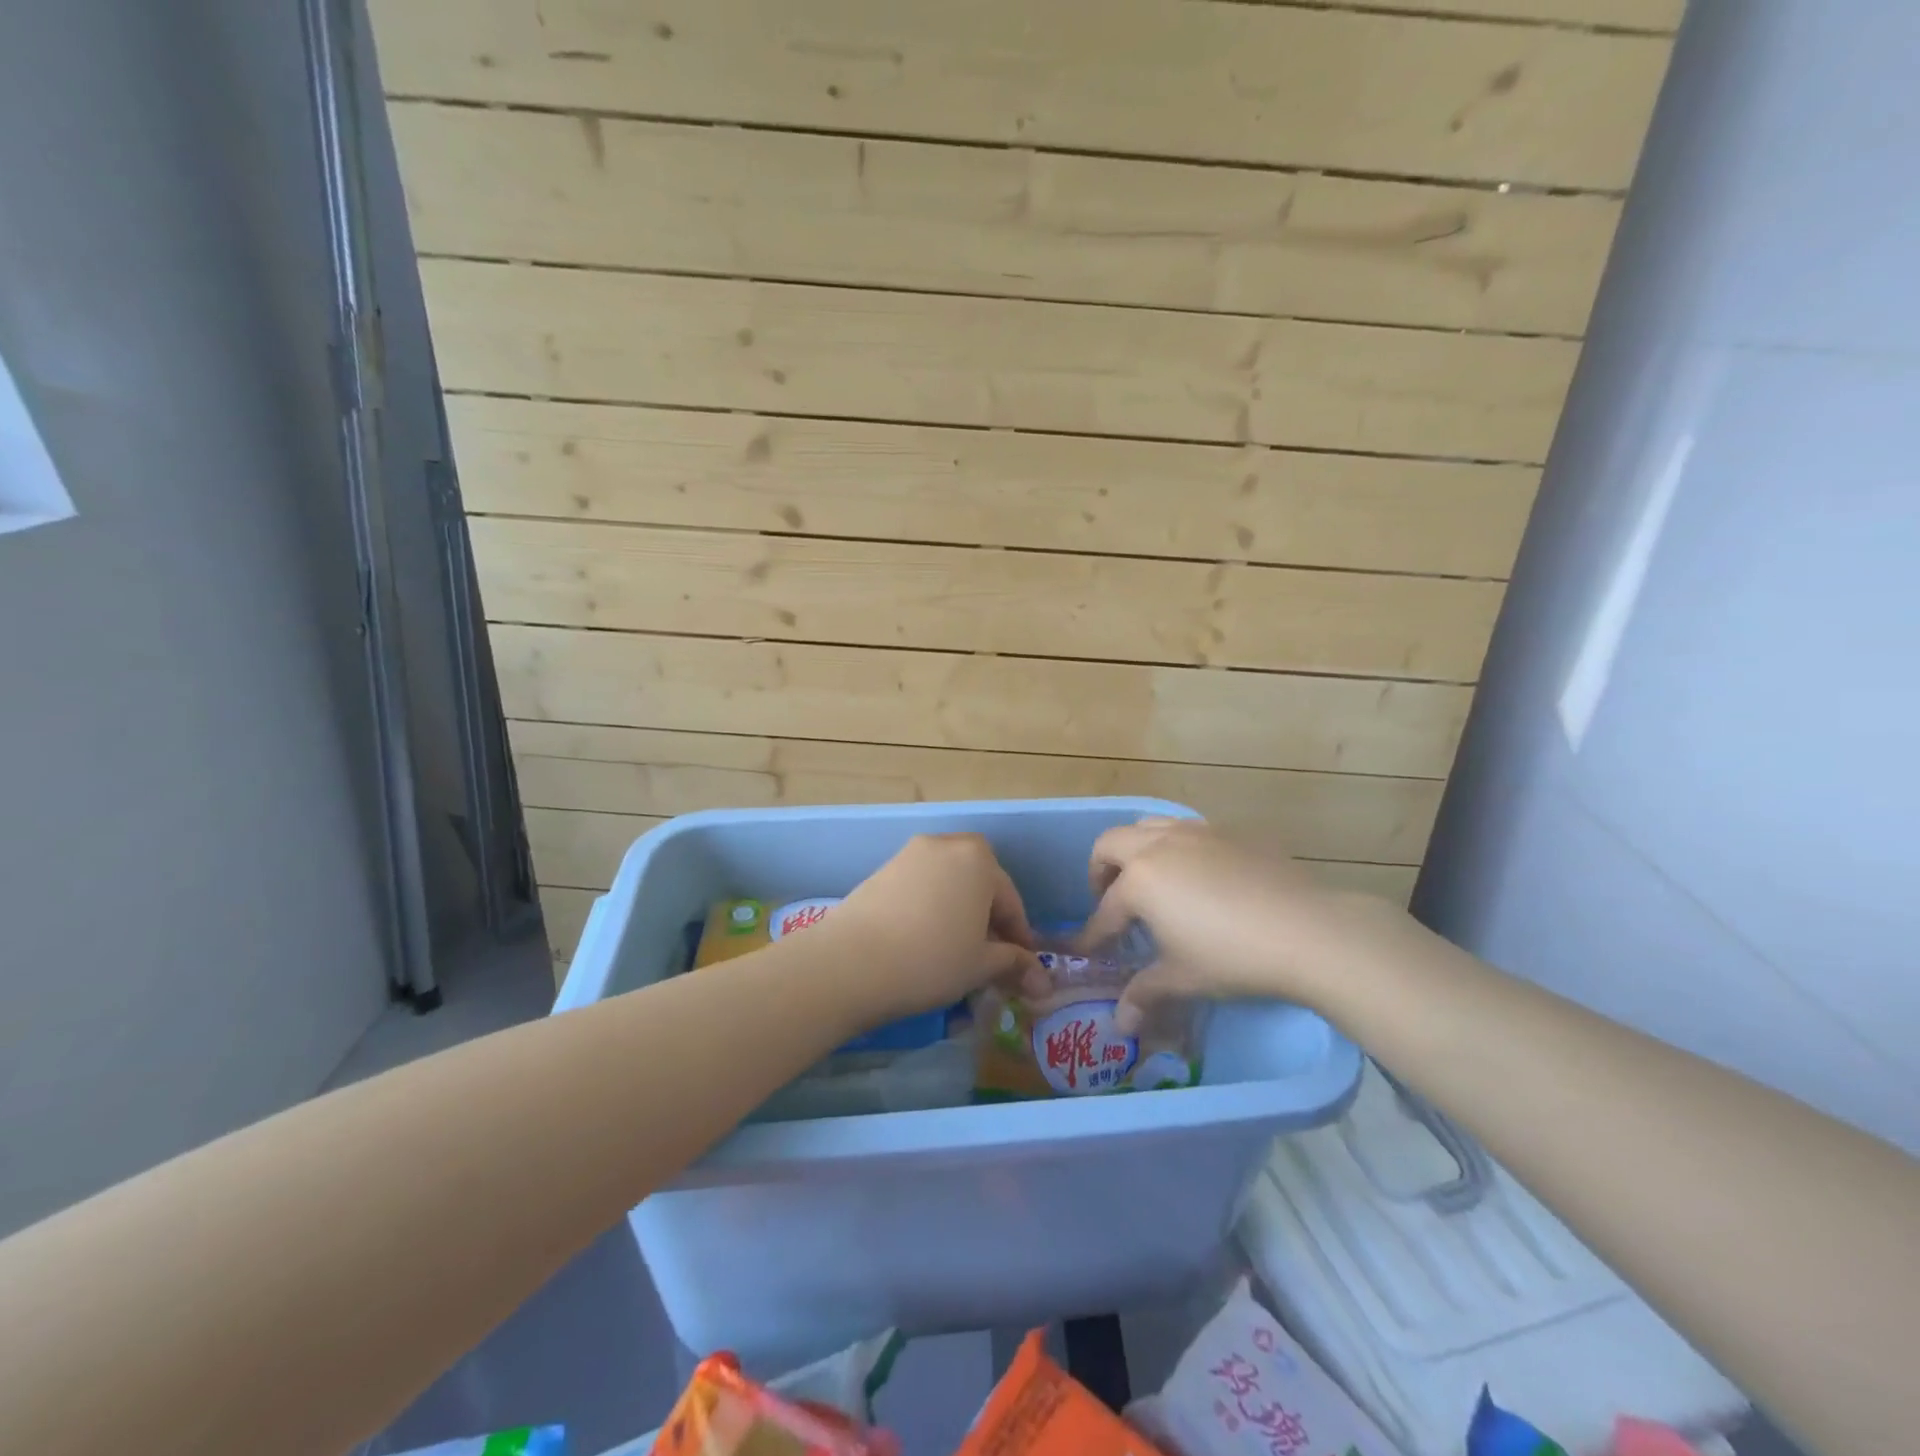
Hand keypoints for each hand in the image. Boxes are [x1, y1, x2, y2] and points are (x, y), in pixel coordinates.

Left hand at [818, 834, 1046, 1024]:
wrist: (851, 962)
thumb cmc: (931, 959)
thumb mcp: (980, 965)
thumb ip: (1014, 964)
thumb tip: (1042, 981)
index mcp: (978, 859)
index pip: (1010, 900)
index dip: (1019, 937)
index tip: (1022, 968)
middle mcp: (945, 845)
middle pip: (978, 882)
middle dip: (988, 916)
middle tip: (988, 954)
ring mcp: (909, 855)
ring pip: (947, 884)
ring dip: (958, 912)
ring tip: (955, 951)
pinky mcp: (881, 871)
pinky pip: (919, 888)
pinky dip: (930, 910)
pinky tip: (923, 942)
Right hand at [1079, 818, 1400, 1031]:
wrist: (1308, 931)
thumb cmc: (1233, 957)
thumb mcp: (1182, 979)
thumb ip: (1144, 994)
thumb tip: (1120, 1024)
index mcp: (1140, 880)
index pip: (1104, 911)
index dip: (1093, 935)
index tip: (1085, 950)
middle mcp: (1159, 845)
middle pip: (1110, 844)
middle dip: (1100, 872)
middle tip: (1111, 901)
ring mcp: (1195, 832)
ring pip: (1147, 826)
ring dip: (1135, 849)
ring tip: (1150, 880)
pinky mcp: (1229, 832)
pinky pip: (1187, 830)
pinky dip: (1175, 847)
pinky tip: (1198, 877)